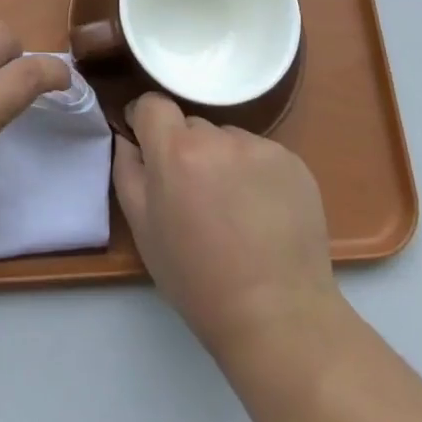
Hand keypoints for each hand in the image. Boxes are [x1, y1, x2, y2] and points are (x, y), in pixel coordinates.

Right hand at [113, 93, 338, 359]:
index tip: (149, 147)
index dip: (146, 122)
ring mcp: (261, 148)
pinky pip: (261, 154)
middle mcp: (219, 138)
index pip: (153, 104)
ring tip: (234, 210)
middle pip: (191, 125)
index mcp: (176, 151)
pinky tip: (262, 213)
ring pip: (227, 140)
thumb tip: (128, 137)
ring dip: (222, 161)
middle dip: (186, 150)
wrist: (278, 317)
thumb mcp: (144, 229)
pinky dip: (256, 174)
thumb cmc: (198, 280)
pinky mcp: (294, 162)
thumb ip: (127, 171)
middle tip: (194, 195)